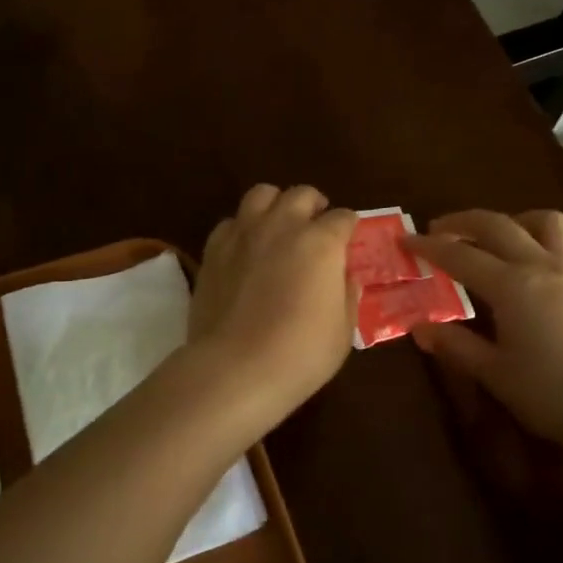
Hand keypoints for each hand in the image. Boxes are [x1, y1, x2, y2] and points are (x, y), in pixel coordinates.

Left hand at [188, 184, 358, 417]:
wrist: (236, 368)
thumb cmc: (301, 353)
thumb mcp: (343, 329)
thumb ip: (346, 294)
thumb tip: (344, 277)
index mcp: (321, 242)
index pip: (343, 218)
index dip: (348, 228)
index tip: (348, 241)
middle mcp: (283, 226)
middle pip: (302, 194)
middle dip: (314, 206)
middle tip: (317, 227)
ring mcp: (244, 234)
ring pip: (262, 194)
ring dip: (276, 204)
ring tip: (279, 225)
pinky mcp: (213, 249)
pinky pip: (231, 222)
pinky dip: (243, 228)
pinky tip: (246, 249)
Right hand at [407, 210, 562, 451]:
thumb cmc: (551, 394)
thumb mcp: (494, 373)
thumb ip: (456, 346)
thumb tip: (420, 328)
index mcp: (511, 285)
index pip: (461, 255)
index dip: (430, 246)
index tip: (406, 241)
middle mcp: (542, 268)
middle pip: (500, 226)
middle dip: (465, 221)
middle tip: (440, 229)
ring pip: (550, 224)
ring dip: (519, 220)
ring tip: (500, 236)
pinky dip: (562, 248)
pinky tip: (550, 264)